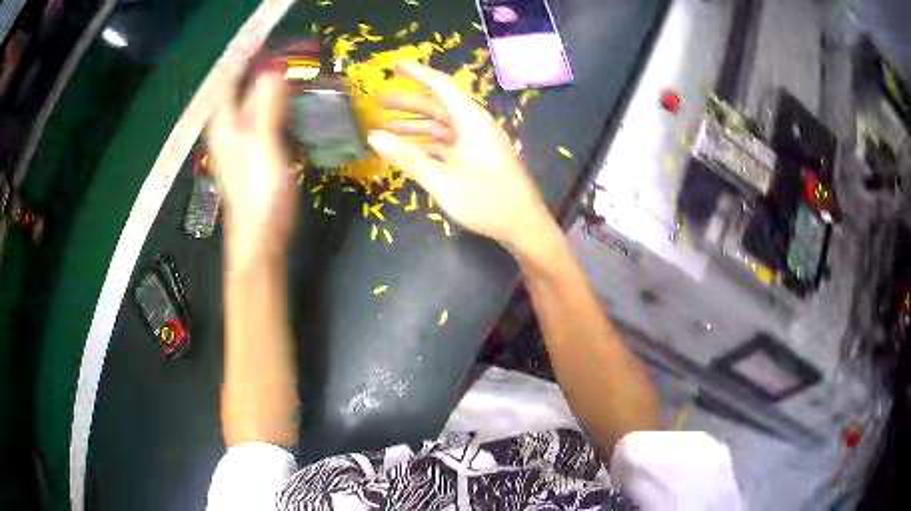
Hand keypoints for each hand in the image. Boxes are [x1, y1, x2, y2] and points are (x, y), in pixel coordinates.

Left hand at [206, 72, 297, 266]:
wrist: (260, 238)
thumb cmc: (259, 195)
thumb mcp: (264, 146)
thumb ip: (267, 108)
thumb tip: (273, 70)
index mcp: (226, 124)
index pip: (230, 80)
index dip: (246, 59)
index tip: (267, 43)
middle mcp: (229, 130)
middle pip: (241, 91)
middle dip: (261, 71)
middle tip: (287, 58)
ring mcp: (240, 144)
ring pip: (252, 106)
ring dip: (270, 90)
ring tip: (292, 77)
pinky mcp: (253, 156)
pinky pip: (262, 122)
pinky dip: (276, 110)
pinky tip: (291, 110)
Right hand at [368, 61, 551, 252]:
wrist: (523, 224)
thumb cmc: (485, 200)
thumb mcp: (440, 180)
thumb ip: (407, 157)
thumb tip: (373, 136)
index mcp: (470, 120)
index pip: (440, 85)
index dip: (417, 73)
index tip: (394, 65)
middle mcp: (475, 124)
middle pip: (438, 105)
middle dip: (408, 103)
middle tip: (379, 101)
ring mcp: (478, 141)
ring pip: (443, 125)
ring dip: (416, 124)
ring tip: (386, 126)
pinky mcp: (479, 156)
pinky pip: (450, 141)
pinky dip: (428, 143)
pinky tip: (409, 150)